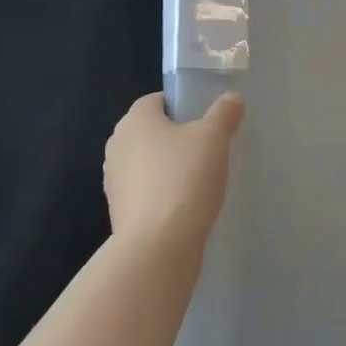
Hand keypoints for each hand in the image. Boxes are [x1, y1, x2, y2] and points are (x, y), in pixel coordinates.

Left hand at [103, 91, 242, 247]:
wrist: (158, 247)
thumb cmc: (184, 179)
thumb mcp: (214, 138)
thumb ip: (224, 113)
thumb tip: (232, 98)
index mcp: (134, 120)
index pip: (157, 100)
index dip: (182, 106)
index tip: (205, 121)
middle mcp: (117, 145)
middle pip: (151, 132)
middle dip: (176, 138)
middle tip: (207, 149)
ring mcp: (114, 181)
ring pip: (147, 163)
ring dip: (168, 168)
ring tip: (200, 180)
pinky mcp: (119, 212)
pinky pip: (145, 192)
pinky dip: (162, 194)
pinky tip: (186, 206)